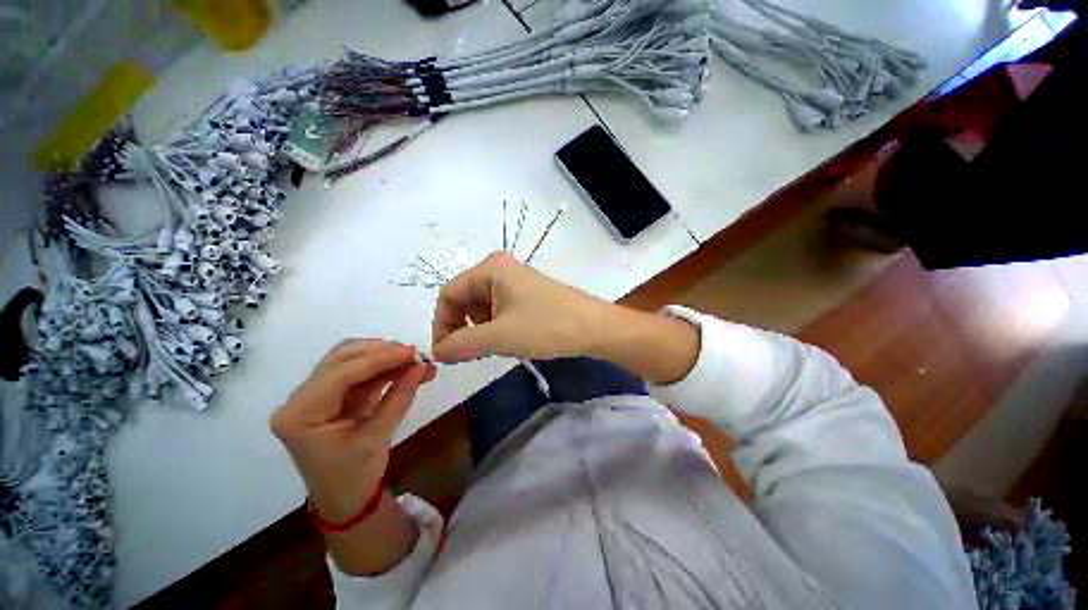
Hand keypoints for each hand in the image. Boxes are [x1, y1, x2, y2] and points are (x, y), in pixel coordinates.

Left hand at [270, 340, 435, 521]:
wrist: (345, 500)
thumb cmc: (355, 477)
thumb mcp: (378, 437)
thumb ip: (400, 396)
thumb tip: (423, 366)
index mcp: (300, 415)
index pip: (340, 374)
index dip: (380, 358)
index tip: (413, 351)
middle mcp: (300, 399)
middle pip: (340, 359)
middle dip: (381, 352)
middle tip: (415, 354)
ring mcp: (313, 395)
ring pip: (349, 360)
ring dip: (383, 357)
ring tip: (413, 360)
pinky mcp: (330, 396)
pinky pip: (357, 372)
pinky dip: (382, 367)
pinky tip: (403, 367)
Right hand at [432, 252, 614, 362]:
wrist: (594, 328)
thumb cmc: (546, 326)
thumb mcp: (499, 336)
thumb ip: (461, 344)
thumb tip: (436, 354)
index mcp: (490, 268)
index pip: (449, 295)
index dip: (442, 325)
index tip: (445, 355)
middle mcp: (499, 270)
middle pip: (465, 300)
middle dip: (464, 329)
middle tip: (474, 354)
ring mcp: (515, 282)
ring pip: (482, 308)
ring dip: (481, 331)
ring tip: (497, 347)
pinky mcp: (527, 296)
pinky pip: (500, 311)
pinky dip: (496, 328)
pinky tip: (511, 340)